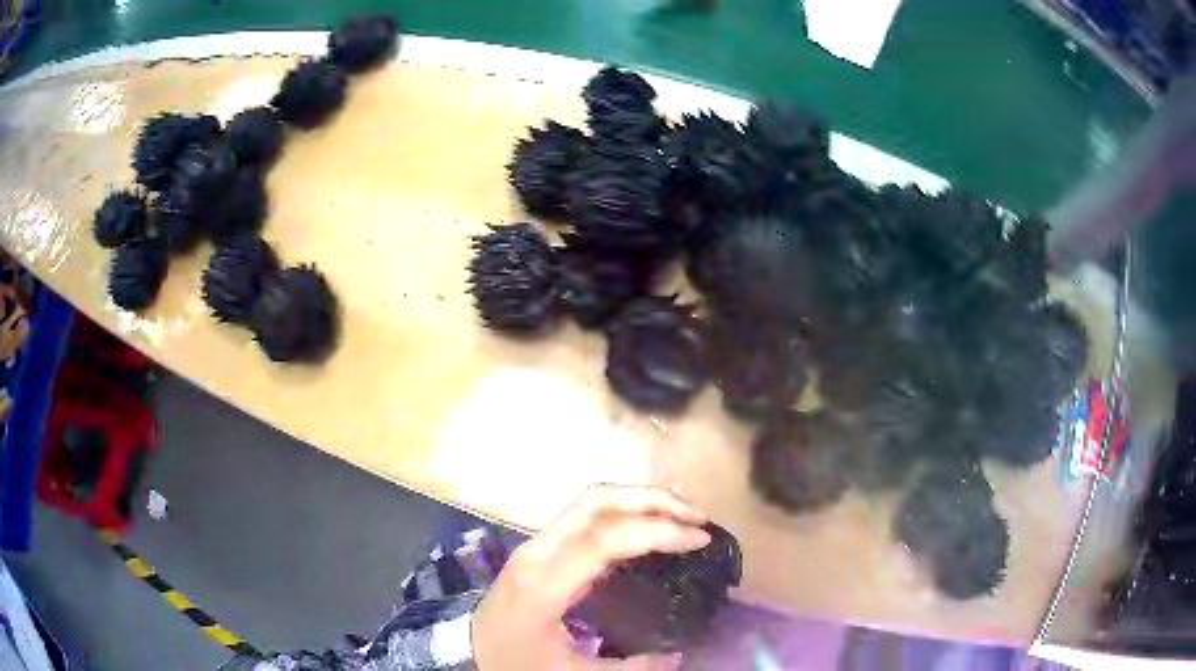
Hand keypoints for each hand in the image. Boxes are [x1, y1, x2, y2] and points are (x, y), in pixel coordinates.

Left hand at [472, 485, 710, 669]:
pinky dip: (622, 511)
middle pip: (596, 500)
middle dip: (652, 499)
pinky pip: (584, 515)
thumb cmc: (514, 663)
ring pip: (589, 500)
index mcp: (543, 584)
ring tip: (680, 513)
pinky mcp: (539, 546)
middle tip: (696, 515)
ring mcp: (535, 543)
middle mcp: (537, 551)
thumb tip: (678, 656)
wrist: (466, 651)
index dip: (658, 531)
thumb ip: (629, 668)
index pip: (605, 538)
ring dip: (638, 499)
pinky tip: (646, 527)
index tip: (700, 538)